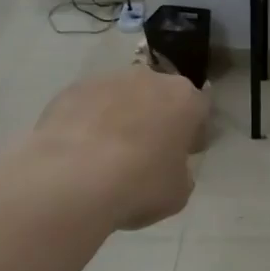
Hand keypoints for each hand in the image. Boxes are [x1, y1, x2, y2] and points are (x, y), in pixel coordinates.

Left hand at [34, 67, 209, 229]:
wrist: (72, 181)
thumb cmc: (139, 185)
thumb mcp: (179, 191)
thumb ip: (181, 171)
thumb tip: (168, 166)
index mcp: (184, 98)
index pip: (199, 109)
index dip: (194, 132)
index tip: (185, 153)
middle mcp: (148, 79)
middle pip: (158, 95)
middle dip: (156, 118)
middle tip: (146, 152)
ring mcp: (106, 80)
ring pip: (121, 97)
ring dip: (120, 117)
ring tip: (106, 154)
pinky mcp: (71, 90)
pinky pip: (88, 105)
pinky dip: (88, 122)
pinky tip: (80, 152)